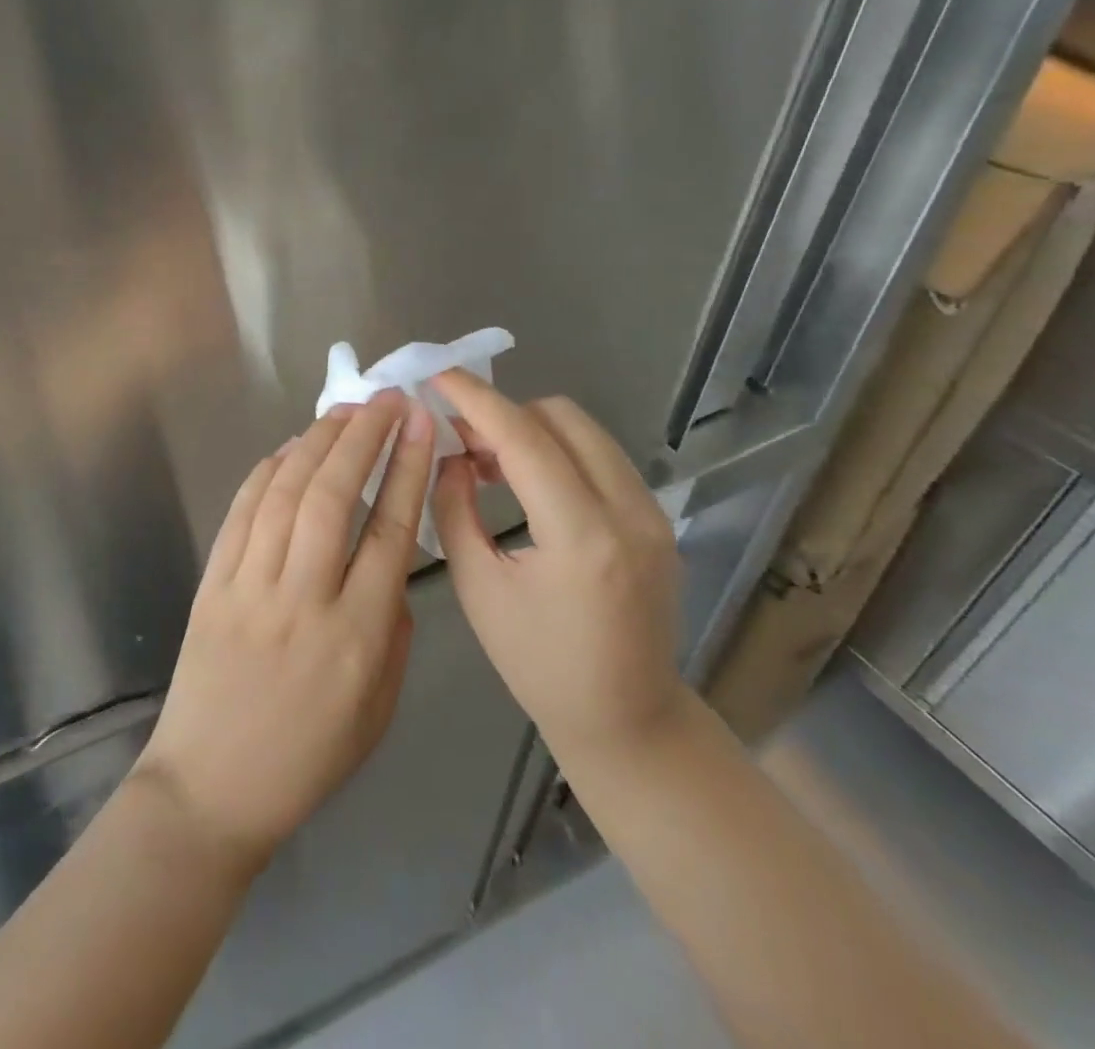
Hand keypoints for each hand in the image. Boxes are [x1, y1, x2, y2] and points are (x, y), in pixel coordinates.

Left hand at [134, 390, 433, 868]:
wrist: (212, 787)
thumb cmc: (309, 756)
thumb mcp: (380, 705)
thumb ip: (393, 625)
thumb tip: (388, 558)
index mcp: (357, 635)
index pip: (390, 531)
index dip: (407, 469)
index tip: (420, 426)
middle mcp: (303, 599)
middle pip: (336, 496)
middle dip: (364, 437)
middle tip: (386, 399)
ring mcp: (250, 587)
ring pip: (287, 493)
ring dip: (317, 442)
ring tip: (345, 411)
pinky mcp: (213, 584)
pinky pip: (242, 513)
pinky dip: (267, 472)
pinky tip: (289, 448)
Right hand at [430, 371, 688, 764]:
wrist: (628, 719)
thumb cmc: (539, 665)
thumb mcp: (479, 589)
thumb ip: (455, 509)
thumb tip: (450, 455)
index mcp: (583, 537)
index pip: (525, 439)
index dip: (477, 399)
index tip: (438, 375)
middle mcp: (629, 513)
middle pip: (561, 418)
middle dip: (503, 413)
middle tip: (460, 439)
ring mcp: (652, 514)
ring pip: (584, 431)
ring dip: (530, 430)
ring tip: (488, 462)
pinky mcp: (656, 519)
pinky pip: (600, 456)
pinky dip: (557, 451)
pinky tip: (526, 482)